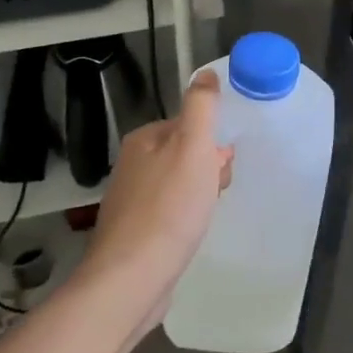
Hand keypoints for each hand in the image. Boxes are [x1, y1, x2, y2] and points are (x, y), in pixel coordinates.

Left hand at [79, 69, 233, 327]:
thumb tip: (205, 73)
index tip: (222, 165)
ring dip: (199, 196)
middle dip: (207, 170)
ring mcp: (130, 201)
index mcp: (144, 140)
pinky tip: (190, 235)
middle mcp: (132, 165)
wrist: (132, 279)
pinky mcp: (134, 233)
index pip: (188, 126)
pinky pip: (170, 213)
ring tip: (204, 216)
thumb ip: (201, 107)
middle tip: (215, 193)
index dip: (212, 143)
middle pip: (184, 155)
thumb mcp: (193, 147)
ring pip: (179, 185)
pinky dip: (185, 219)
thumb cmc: (169, 208)